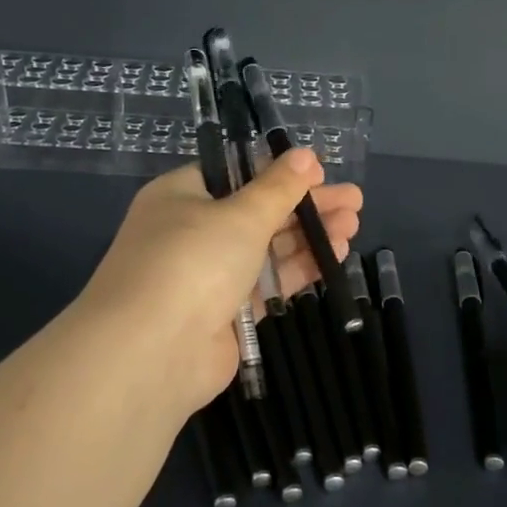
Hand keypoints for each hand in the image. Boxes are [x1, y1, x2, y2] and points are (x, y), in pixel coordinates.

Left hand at [74, 147, 363, 417]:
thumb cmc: (192, 261)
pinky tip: (333, 258)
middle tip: (353, 201)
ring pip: (266, 249)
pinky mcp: (226, 314)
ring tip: (353, 226)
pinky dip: (298, 269)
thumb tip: (305, 155)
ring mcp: (208, 276)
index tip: (319, 171)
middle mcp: (191, 232)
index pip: (233, 174)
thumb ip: (278, 188)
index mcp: (181, 196)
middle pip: (256, 211)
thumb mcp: (240, 214)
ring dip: (308, 236)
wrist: (153, 351)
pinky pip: (267, 284)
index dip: (277, 172)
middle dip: (305, 206)